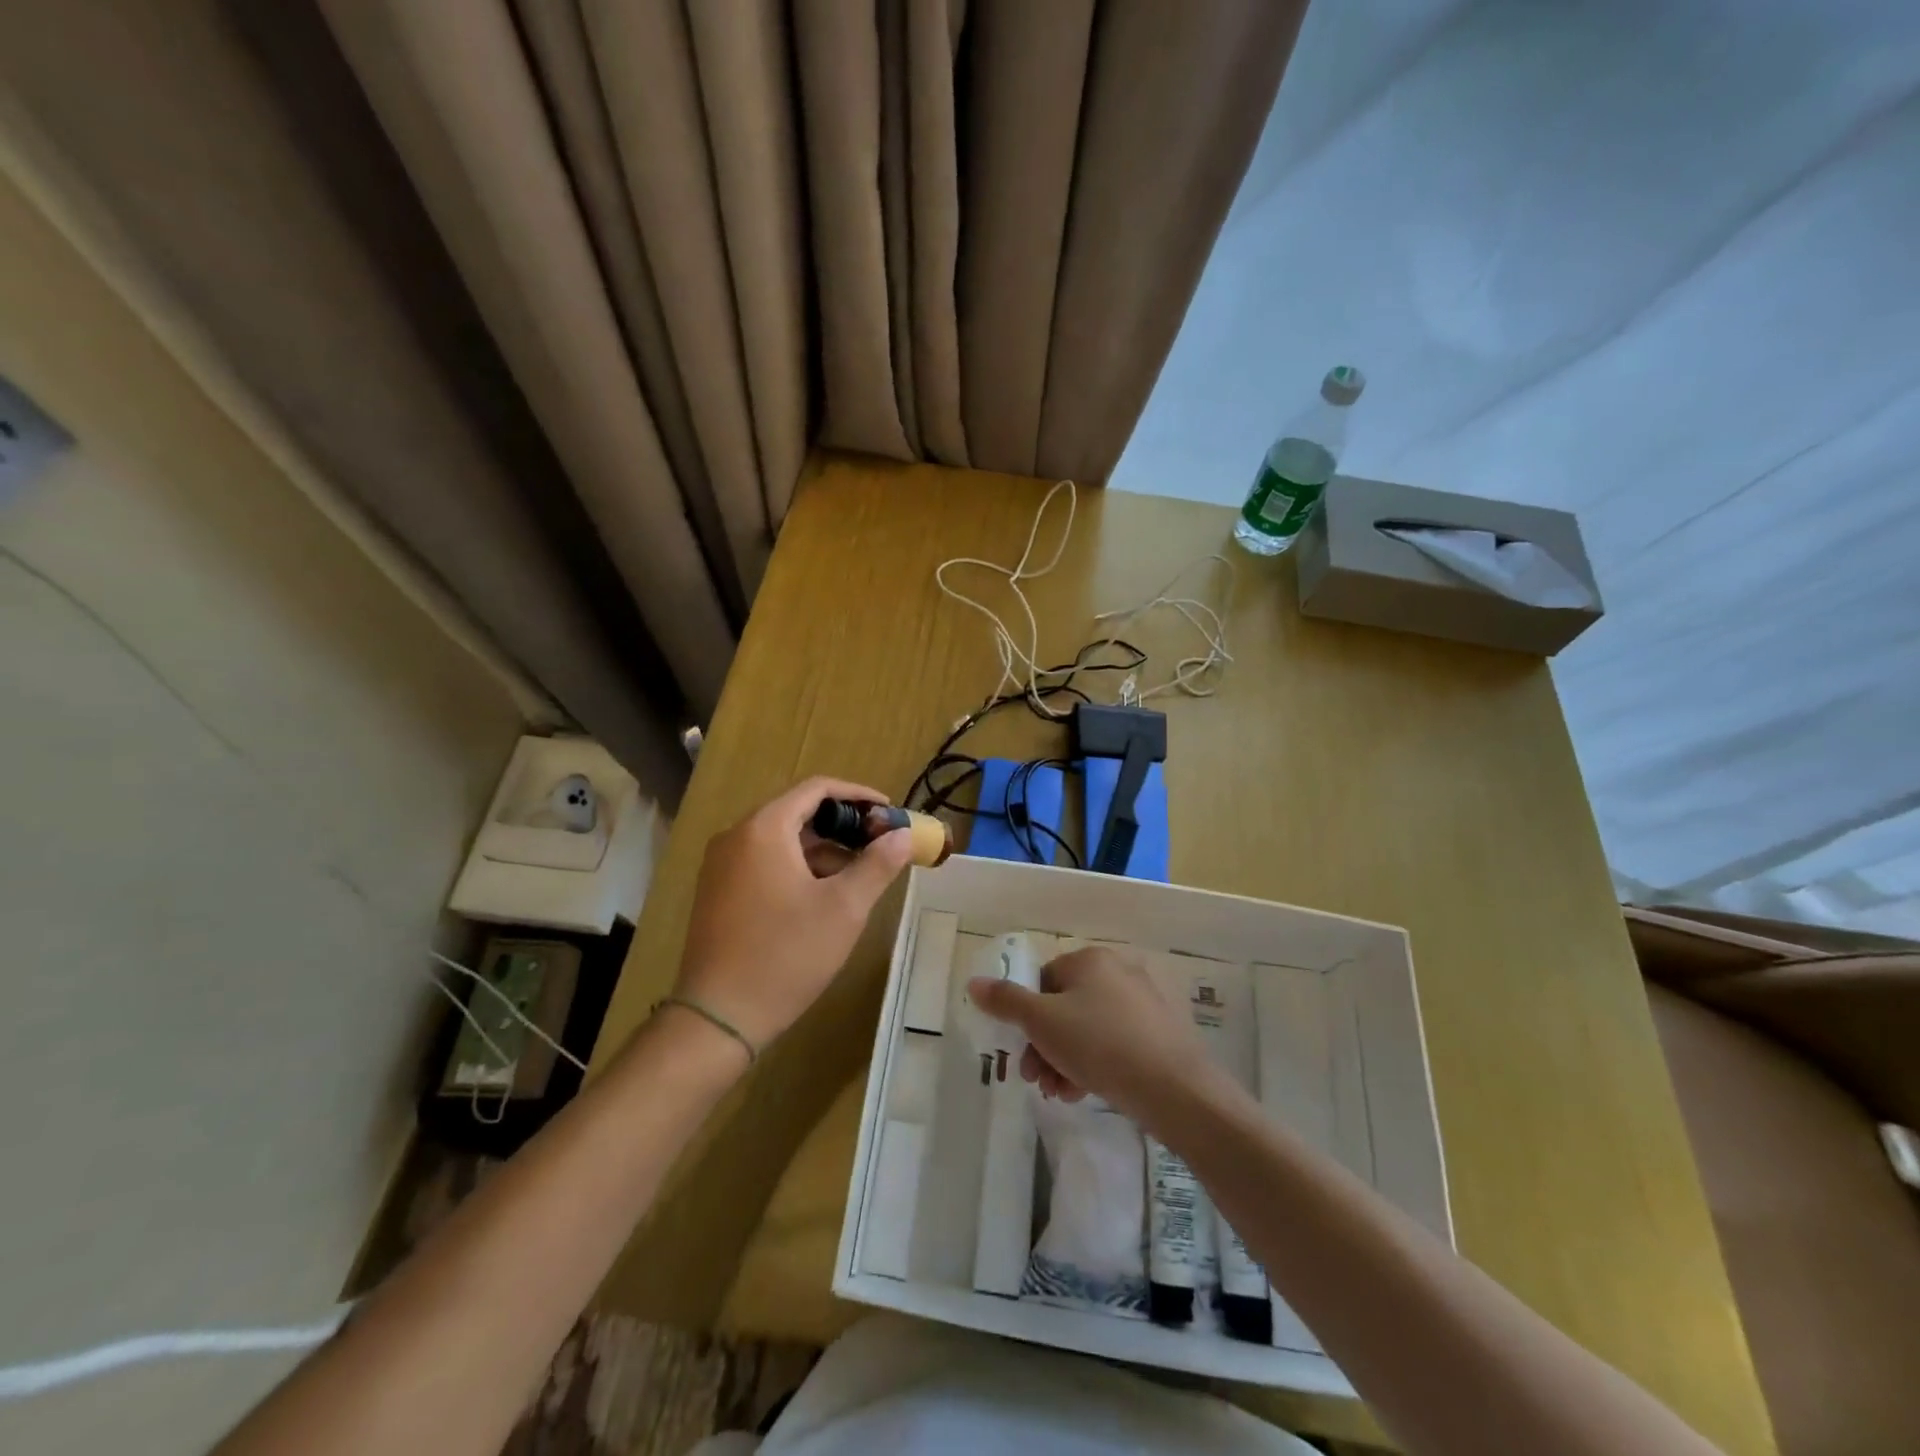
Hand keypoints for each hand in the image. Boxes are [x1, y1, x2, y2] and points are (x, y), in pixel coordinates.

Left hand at [677, 777, 914, 1051]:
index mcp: (764, 829)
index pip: (816, 789)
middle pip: (798, 812)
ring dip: (823, 848)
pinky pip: (765, 861)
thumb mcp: (844, 908)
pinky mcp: (718, 891)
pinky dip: (798, 866)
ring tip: (860, 873)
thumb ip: (877, 864)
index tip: (890, 813)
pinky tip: (823, 895)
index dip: (859, 795)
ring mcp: (721, 865)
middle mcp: (736, 836)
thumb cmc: (786, 954)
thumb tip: (901, 835)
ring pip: (782, 839)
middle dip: (843, 824)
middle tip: (879, 844)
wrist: (719, 1017)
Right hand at [967, 947, 1217, 1123]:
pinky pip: (1115, 1042)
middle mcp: (1118, 971)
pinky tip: (1084, 1092)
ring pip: (1088, 1028)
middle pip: (1064, 1006)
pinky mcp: (1160, 1033)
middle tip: (1036, 1079)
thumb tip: (974, 982)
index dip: (1026, 1016)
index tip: (1020, 1050)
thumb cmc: (1100, 1045)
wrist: (1175, 1089)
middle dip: (1044, 1045)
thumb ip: (1006, 1001)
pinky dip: (1095, 1064)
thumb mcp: (1042, 1022)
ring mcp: (1143, 1002)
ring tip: (1060, 1092)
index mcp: (1090, 959)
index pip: (1044, 980)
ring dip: (1065, 1059)